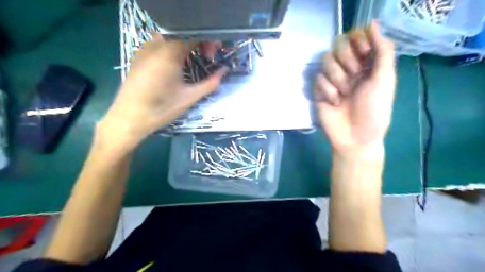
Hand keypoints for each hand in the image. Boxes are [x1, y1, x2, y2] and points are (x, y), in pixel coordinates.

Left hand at [100, 35, 226, 150]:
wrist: (129, 118)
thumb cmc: (162, 108)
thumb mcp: (190, 97)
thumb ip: (210, 83)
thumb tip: (225, 71)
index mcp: (169, 52)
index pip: (194, 34)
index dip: (208, 41)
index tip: (214, 55)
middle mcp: (155, 44)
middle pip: (182, 33)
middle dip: (198, 42)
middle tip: (206, 58)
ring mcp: (145, 49)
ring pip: (170, 37)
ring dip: (186, 45)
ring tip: (192, 61)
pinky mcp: (139, 56)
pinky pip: (159, 44)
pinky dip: (173, 49)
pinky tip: (176, 65)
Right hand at [315, 23, 397, 160]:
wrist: (354, 136)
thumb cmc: (373, 110)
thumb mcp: (384, 79)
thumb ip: (382, 51)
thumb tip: (374, 24)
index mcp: (366, 63)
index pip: (356, 37)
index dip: (358, 41)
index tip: (363, 54)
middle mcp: (348, 67)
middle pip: (338, 45)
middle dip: (346, 60)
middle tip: (355, 76)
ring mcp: (332, 79)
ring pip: (325, 60)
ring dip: (336, 77)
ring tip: (344, 94)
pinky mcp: (319, 90)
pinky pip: (317, 79)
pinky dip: (326, 90)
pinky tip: (334, 103)